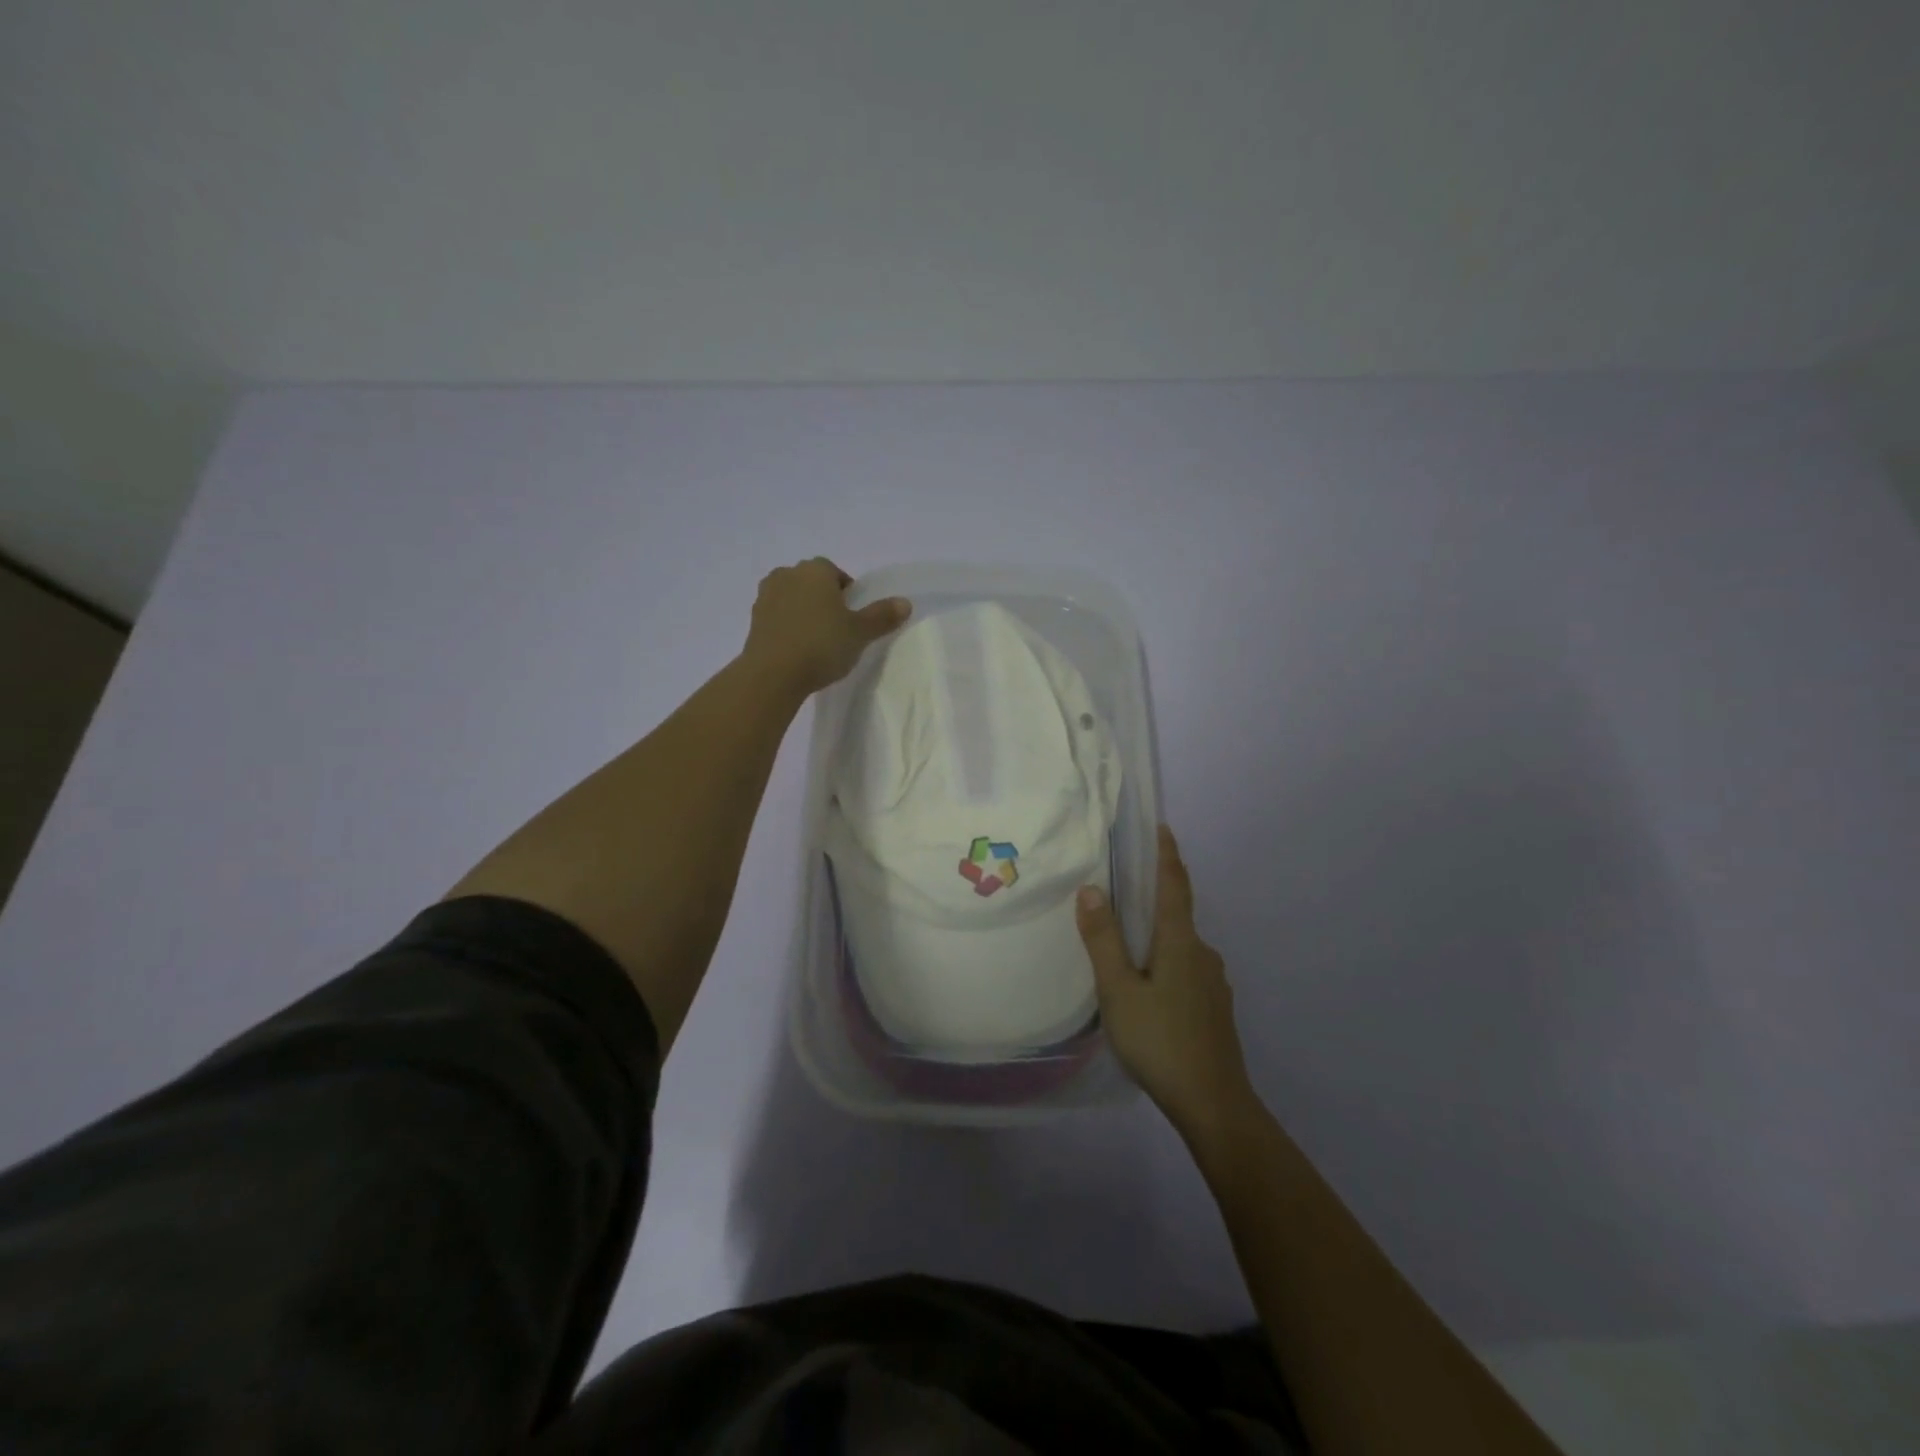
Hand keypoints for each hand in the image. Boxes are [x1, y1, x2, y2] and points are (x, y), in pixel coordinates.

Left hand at [741, 557, 911, 695]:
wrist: (773, 674)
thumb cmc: (822, 645)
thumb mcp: (860, 632)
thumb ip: (882, 616)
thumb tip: (905, 603)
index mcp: (816, 570)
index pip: (836, 573)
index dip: (847, 594)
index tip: (853, 618)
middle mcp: (788, 574)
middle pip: (812, 583)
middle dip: (824, 600)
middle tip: (837, 629)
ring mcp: (766, 596)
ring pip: (793, 598)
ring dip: (803, 611)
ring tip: (816, 640)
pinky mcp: (753, 619)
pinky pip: (777, 616)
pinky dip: (787, 626)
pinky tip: (797, 649)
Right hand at [1077, 825, 1255, 1141]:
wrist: (1214, 1104)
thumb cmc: (1161, 1041)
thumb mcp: (1119, 990)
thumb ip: (1103, 940)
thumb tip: (1091, 889)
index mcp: (1180, 942)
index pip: (1174, 885)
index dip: (1166, 855)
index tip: (1161, 827)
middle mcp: (1203, 954)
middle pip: (1177, 915)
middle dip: (1153, 899)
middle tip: (1121, 894)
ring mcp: (1214, 983)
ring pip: (1181, 948)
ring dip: (1157, 939)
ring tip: (1126, 949)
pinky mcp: (1215, 1009)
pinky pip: (1186, 971)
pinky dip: (1166, 965)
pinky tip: (1148, 990)